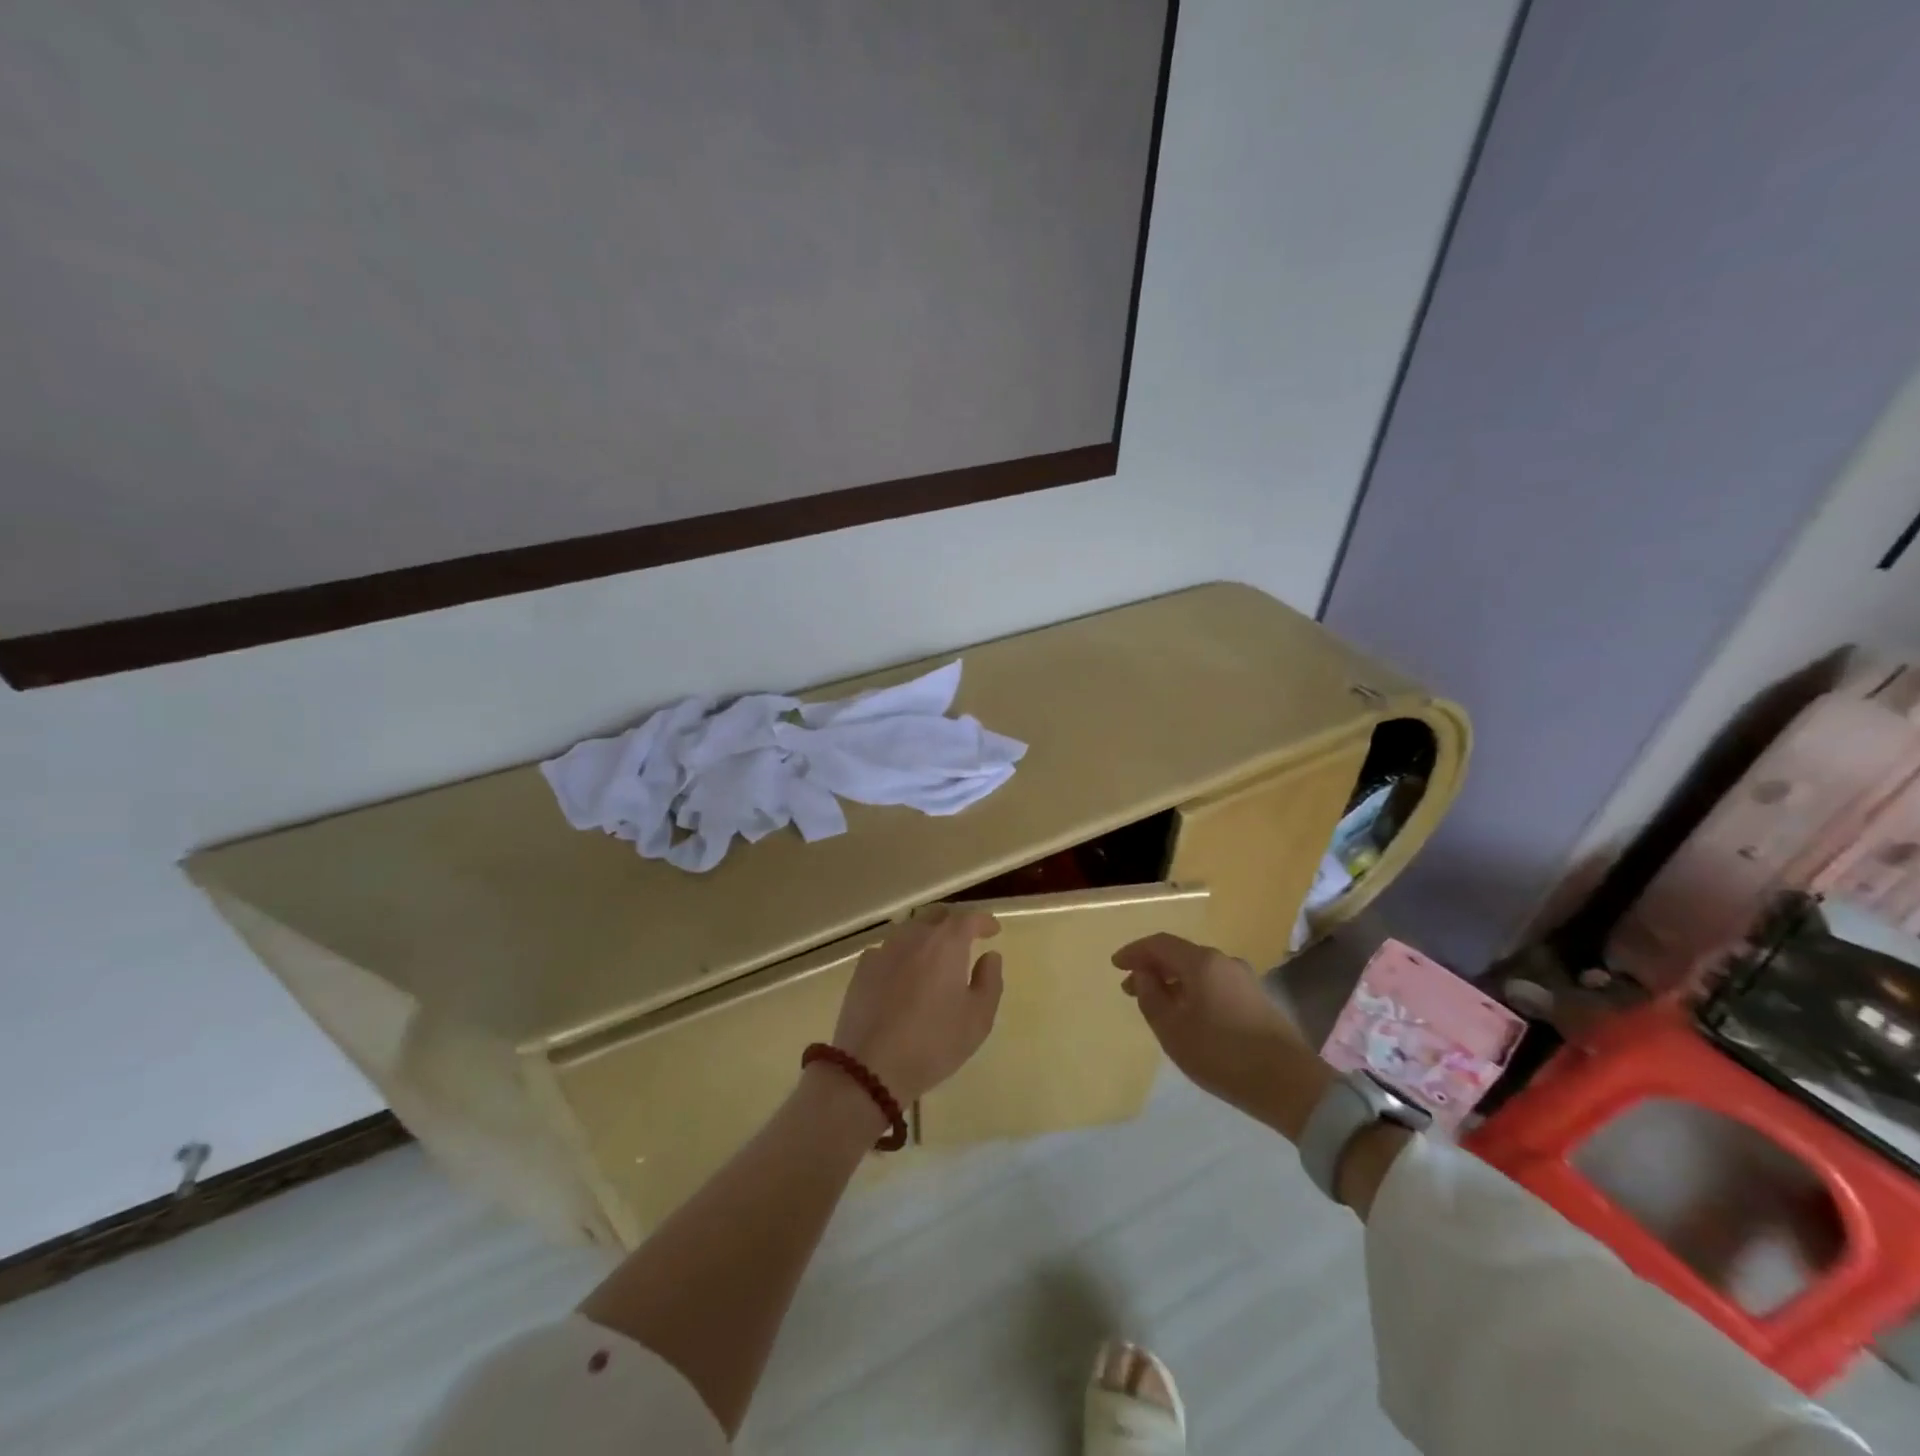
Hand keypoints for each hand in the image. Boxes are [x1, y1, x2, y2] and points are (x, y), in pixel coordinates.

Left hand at [830, 905, 1003, 1103]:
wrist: (870, 1066)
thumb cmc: (934, 1042)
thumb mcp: (978, 1018)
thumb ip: (989, 981)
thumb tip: (990, 956)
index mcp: (946, 943)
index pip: (969, 918)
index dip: (984, 921)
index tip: (993, 930)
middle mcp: (914, 936)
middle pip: (936, 915)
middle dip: (954, 922)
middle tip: (965, 938)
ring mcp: (884, 949)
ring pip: (910, 929)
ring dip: (926, 935)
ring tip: (934, 955)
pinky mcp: (862, 968)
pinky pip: (888, 949)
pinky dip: (901, 953)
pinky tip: (903, 973)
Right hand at [1113, 933, 1328, 1135]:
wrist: (1290, 1085)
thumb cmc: (1222, 1055)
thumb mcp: (1173, 1029)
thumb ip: (1151, 996)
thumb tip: (1144, 973)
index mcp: (1201, 962)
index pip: (1159, 944)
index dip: (1135, 952)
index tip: (1115, 965)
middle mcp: (1224, 961)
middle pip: (1180, 955)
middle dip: (1152, 968)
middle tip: (1131, 989)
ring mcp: (1245, 979)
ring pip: (1199, 971)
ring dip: (1174, 981)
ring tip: (1157, 1004)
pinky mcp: (1257, 999)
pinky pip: (1215, 984)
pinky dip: (1193, 991)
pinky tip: (1188, 1015)